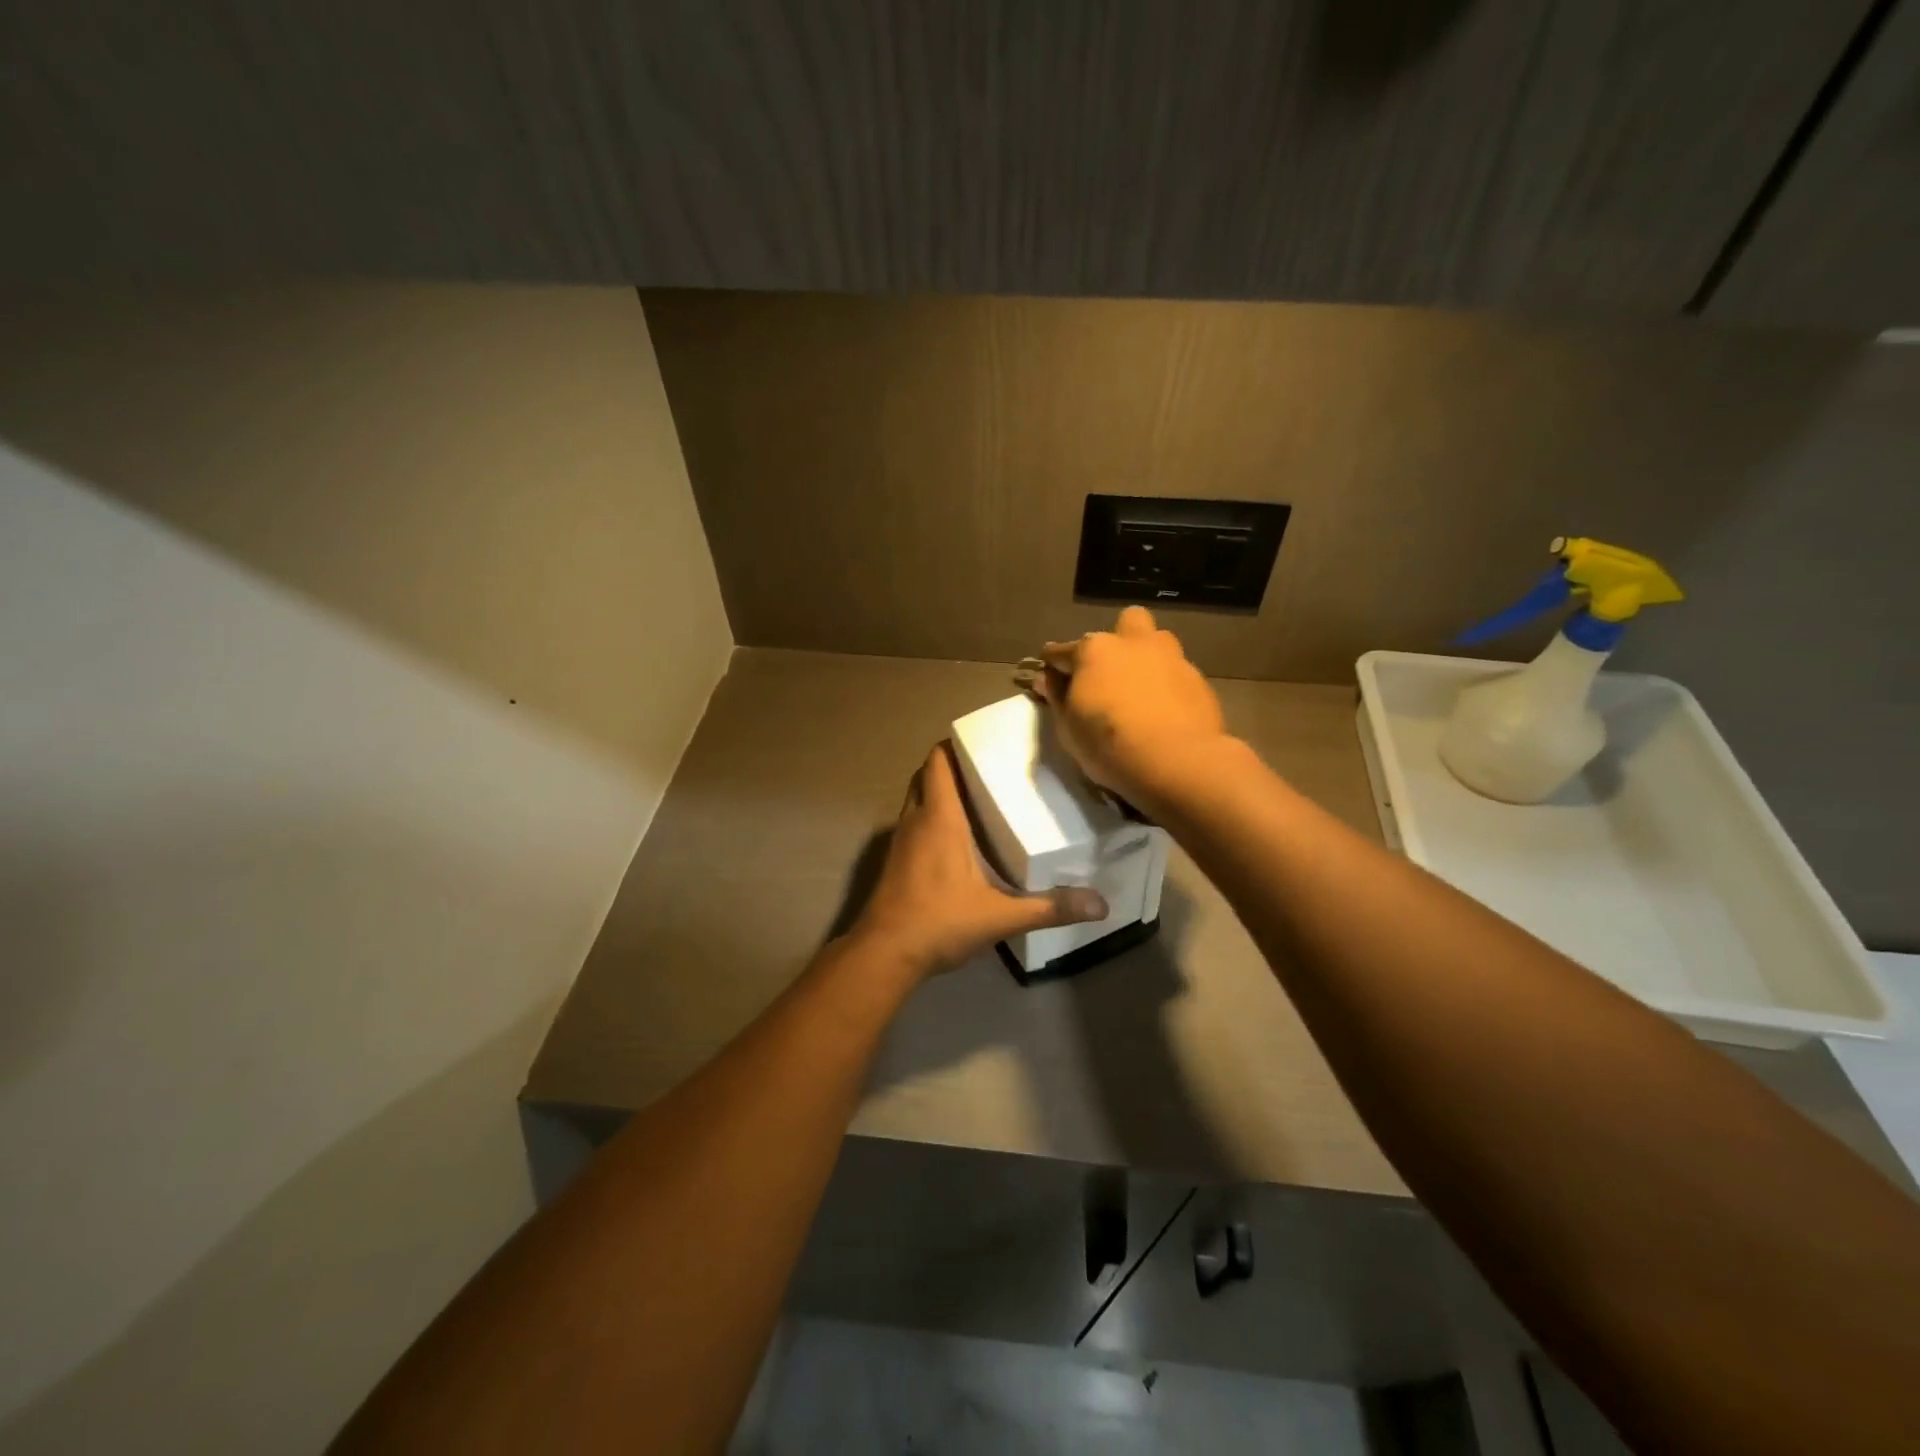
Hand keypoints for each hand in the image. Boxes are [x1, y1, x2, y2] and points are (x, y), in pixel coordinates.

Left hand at [850, 744, 1108, 976]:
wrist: (884, 954)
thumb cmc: (939, 922)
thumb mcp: (1000, 916)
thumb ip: (1049, 908)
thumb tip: (1101, 905)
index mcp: (939, 818)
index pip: (938, 762)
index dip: (955, 745)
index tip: (985, 744)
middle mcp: (916, 820)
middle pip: (927, 775)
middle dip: (952, 766)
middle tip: (989, 771)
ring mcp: (900, 840)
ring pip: (918, 799)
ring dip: (940, 793)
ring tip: (979, 799)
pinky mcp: (895, 861)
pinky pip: (914, 823)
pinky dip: (931, 818)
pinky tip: (958, 840)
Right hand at [1037, 606, 1229, 811]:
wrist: (1175, 762)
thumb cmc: (1108, 743)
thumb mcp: (1068, 727)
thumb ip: (1057, 696)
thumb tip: (1048, 678)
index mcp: (1095, 650)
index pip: (1061, 651)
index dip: (1052, 667)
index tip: (1049, 682)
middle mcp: (1134, 643)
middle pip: (1125, 623)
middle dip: (1116, 640)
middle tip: (1110, 673)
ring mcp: (1171, 658)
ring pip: (1158, 641)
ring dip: (1148, 657)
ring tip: (1142, 689)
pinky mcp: (1199, 680)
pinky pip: (1177, 673)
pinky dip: (1168, 685)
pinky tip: (1166, 712)